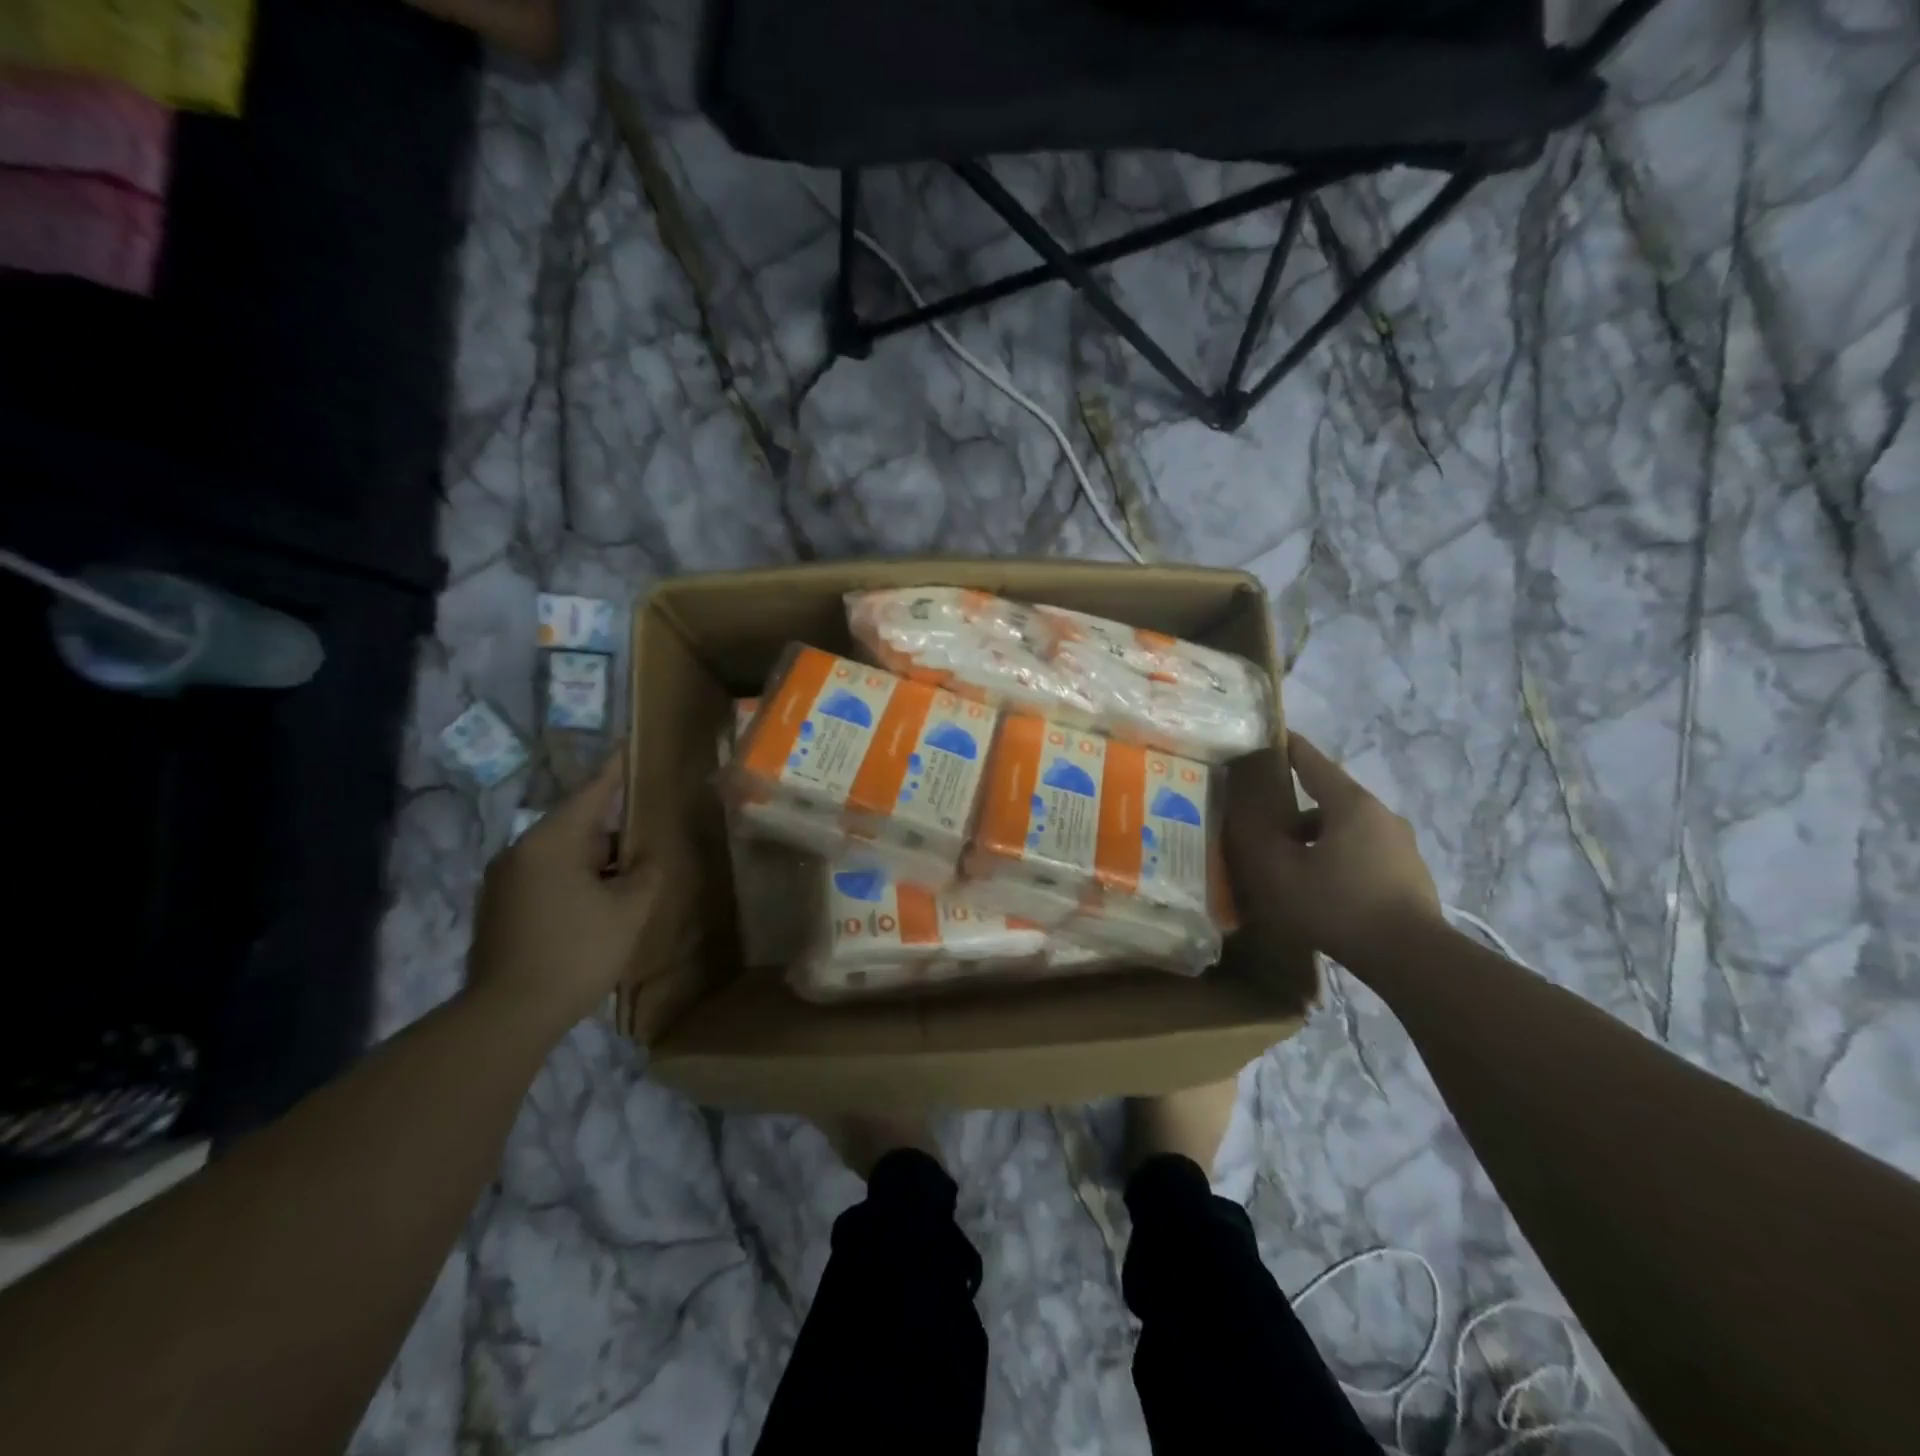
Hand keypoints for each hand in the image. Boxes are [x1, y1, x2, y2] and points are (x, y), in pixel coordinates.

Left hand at [467, 756, 659, 1033]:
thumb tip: (650, 858)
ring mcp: (504, 882)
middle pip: (576, 826)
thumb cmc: (575, 952)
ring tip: (630, 875)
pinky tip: (599, 904)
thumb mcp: (628, 911)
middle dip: (614, 830)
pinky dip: (576, 880)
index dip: (615, 771)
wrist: (507, 1016)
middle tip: (649, 835)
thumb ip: (647, 874)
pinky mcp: (500, 909)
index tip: (629, 746)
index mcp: (551, 843)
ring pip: (562, 855)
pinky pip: (547, 877)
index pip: (590, 794)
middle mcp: (519, 852)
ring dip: (596, 861)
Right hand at [1225, 732, 1441, 968]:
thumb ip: (1255, 836)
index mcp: (1350, 804)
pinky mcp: (1409, 872)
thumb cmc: (1338, 905)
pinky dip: (1337, 857)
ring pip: (1346, 827)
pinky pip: (1363, 851)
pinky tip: (1321, 887)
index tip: (1266, 738)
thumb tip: (1239, 809)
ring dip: (1316, 837)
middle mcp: (1380, 814)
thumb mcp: (1280, 872)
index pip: (1312, 761)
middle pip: (1328, 798)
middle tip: (1263, 824)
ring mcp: (1400, 844)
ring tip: (1289, 865)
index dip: (1286, 747)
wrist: (1412, 958)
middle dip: (1294, 808)